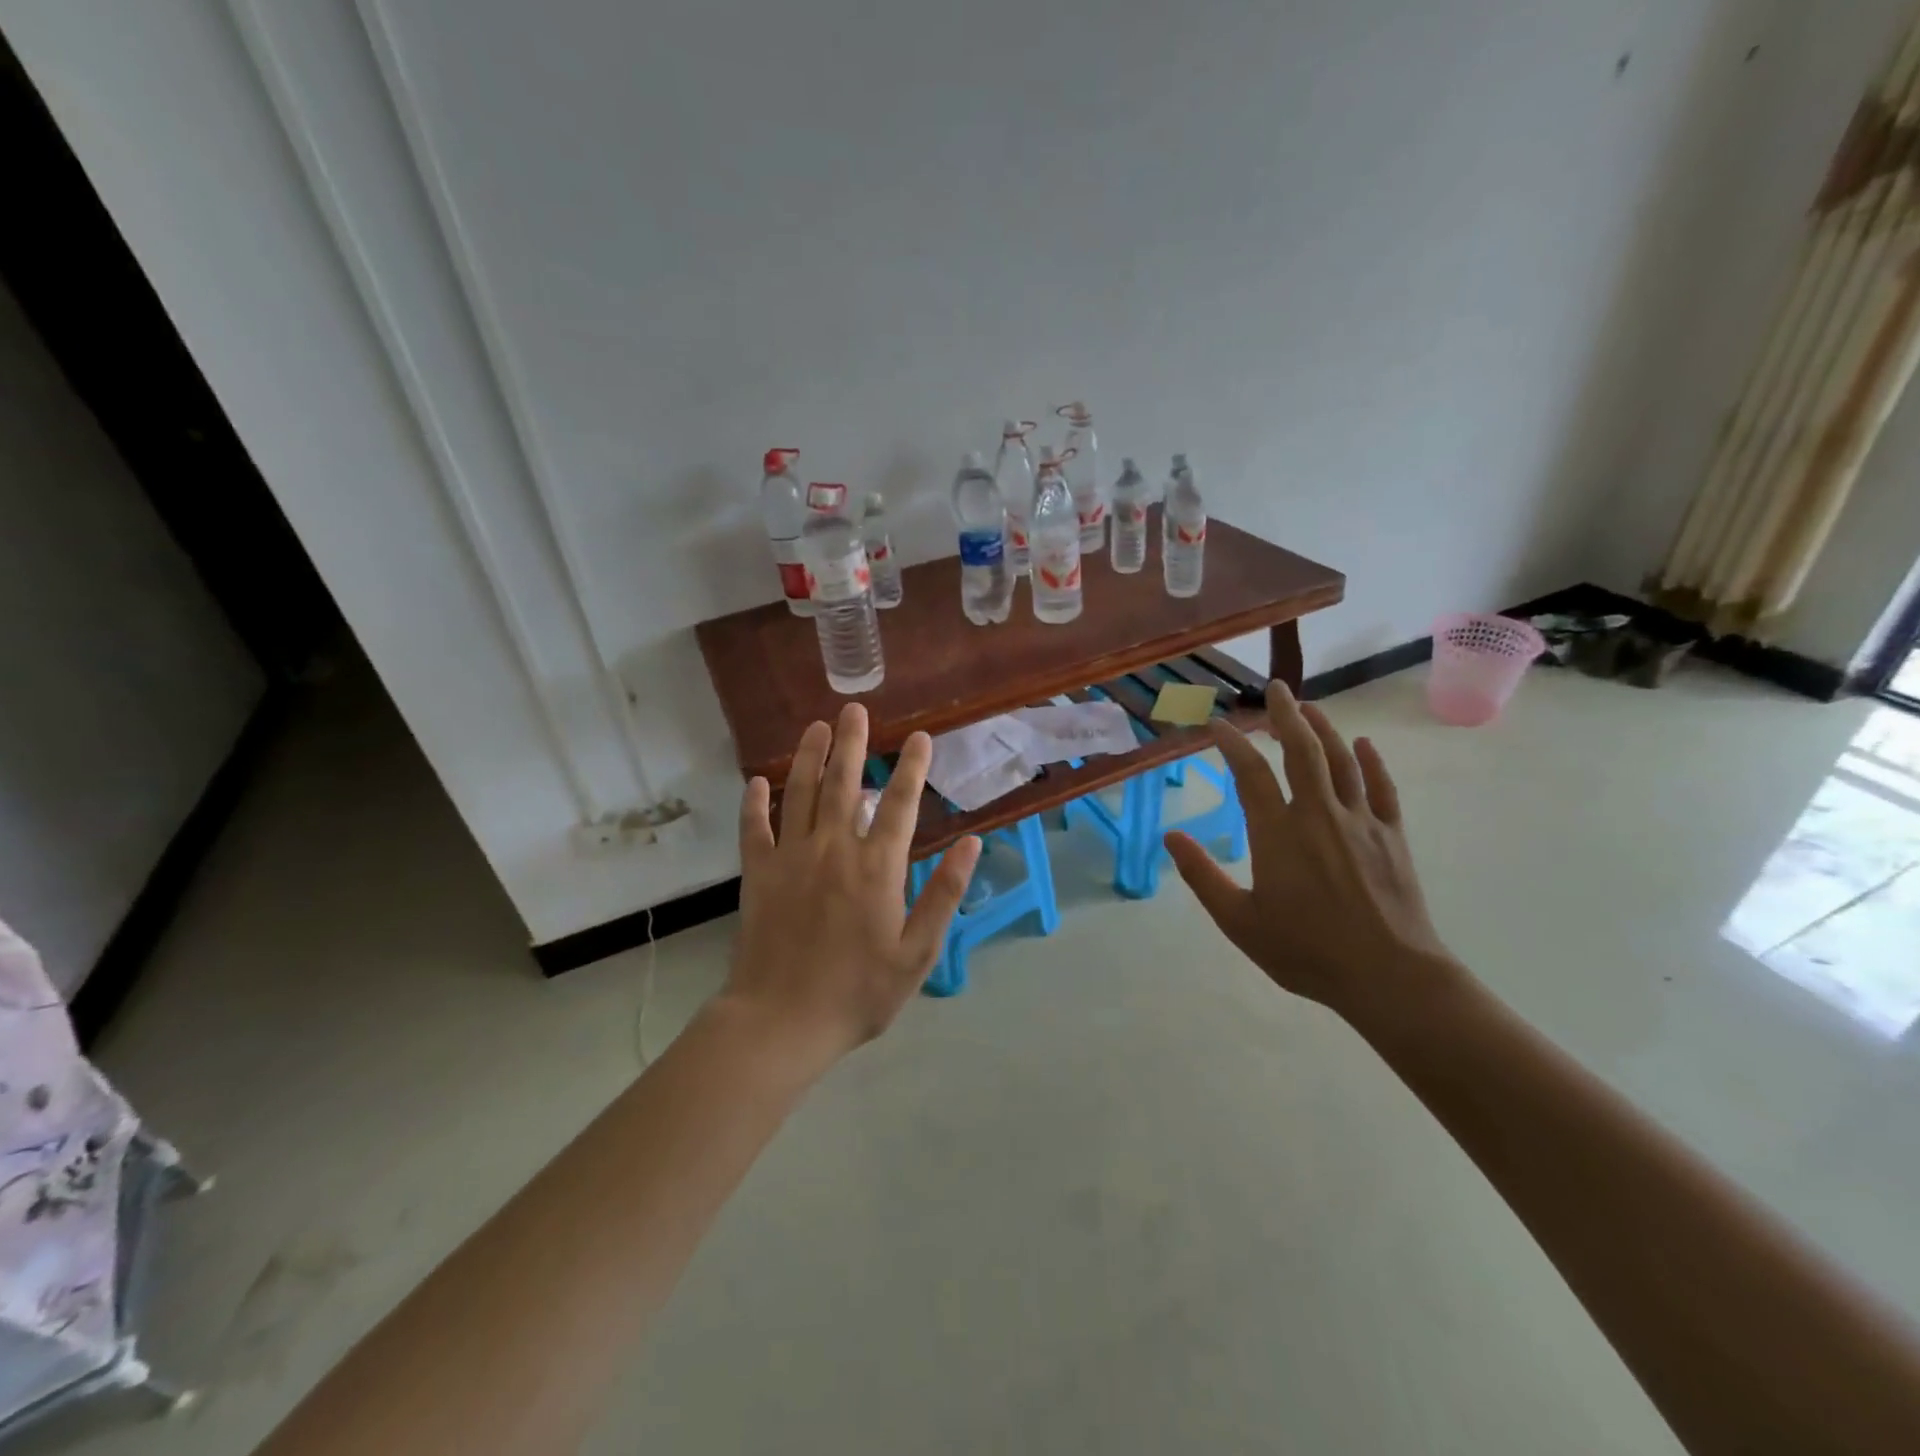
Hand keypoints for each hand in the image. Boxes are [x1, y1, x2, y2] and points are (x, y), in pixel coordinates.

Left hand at [722, 703, 981, 1071]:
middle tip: (856, 710)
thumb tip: (971, 842)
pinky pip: (755, 828)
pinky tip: (758, 781)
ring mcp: (791, 857)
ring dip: (810, 756)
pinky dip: (755, 803)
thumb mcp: (918, 951)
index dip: (913, 767)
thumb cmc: (858, 992)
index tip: (920, 738)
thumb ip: (945, 893)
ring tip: (817, 726)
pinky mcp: (758, 874)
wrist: (782, 1022)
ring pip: (802, 793)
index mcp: (877, 867)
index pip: (901, 803)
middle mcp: (834, 849)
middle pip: (846, 784)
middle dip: (853, 743)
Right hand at [1164, 681, 1456, 1022]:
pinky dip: (1373, 762)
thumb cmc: (1306, 951)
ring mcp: (1360, 822)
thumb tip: (1171, 836)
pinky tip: (1364, 744)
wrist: (1389, 976)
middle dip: (1285, 715)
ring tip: (1308, 707)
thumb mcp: (1239, 921)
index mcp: (1278, 833)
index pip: (1250, 773)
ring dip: (1323, 729)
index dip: (1231, 744)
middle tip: (1275, 689)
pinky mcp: (1392, 836)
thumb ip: (1202, 876)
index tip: (1217, 725)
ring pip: (1341, 761)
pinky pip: (1382, 788)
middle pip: (1302, 750)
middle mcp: (1318, 814)